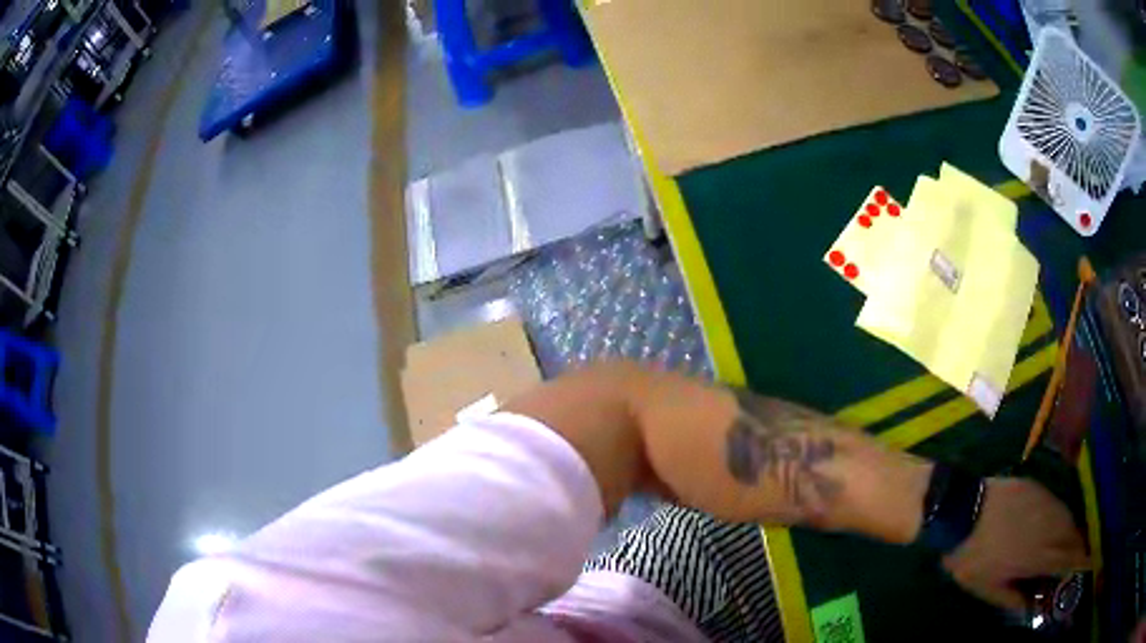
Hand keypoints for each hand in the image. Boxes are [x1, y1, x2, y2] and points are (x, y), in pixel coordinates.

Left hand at [942, 478, 1088, 610]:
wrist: (962, 509)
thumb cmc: (973, 556)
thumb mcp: (989, 589)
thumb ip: (1014, 598)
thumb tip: (1031, 605)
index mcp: (1041, 554)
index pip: (1070, 557)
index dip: (1083, 559)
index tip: (1092, 561)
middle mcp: (1051, 525)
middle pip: (1075, 535)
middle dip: (1080, 545)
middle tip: (1081, 554)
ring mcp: (1046, 501)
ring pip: (1069, 517)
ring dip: (1073, 529)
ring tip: (1071, 541)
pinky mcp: (1039, 486)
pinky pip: (1059, 502)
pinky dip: (1063, 515)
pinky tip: (1057, 522)